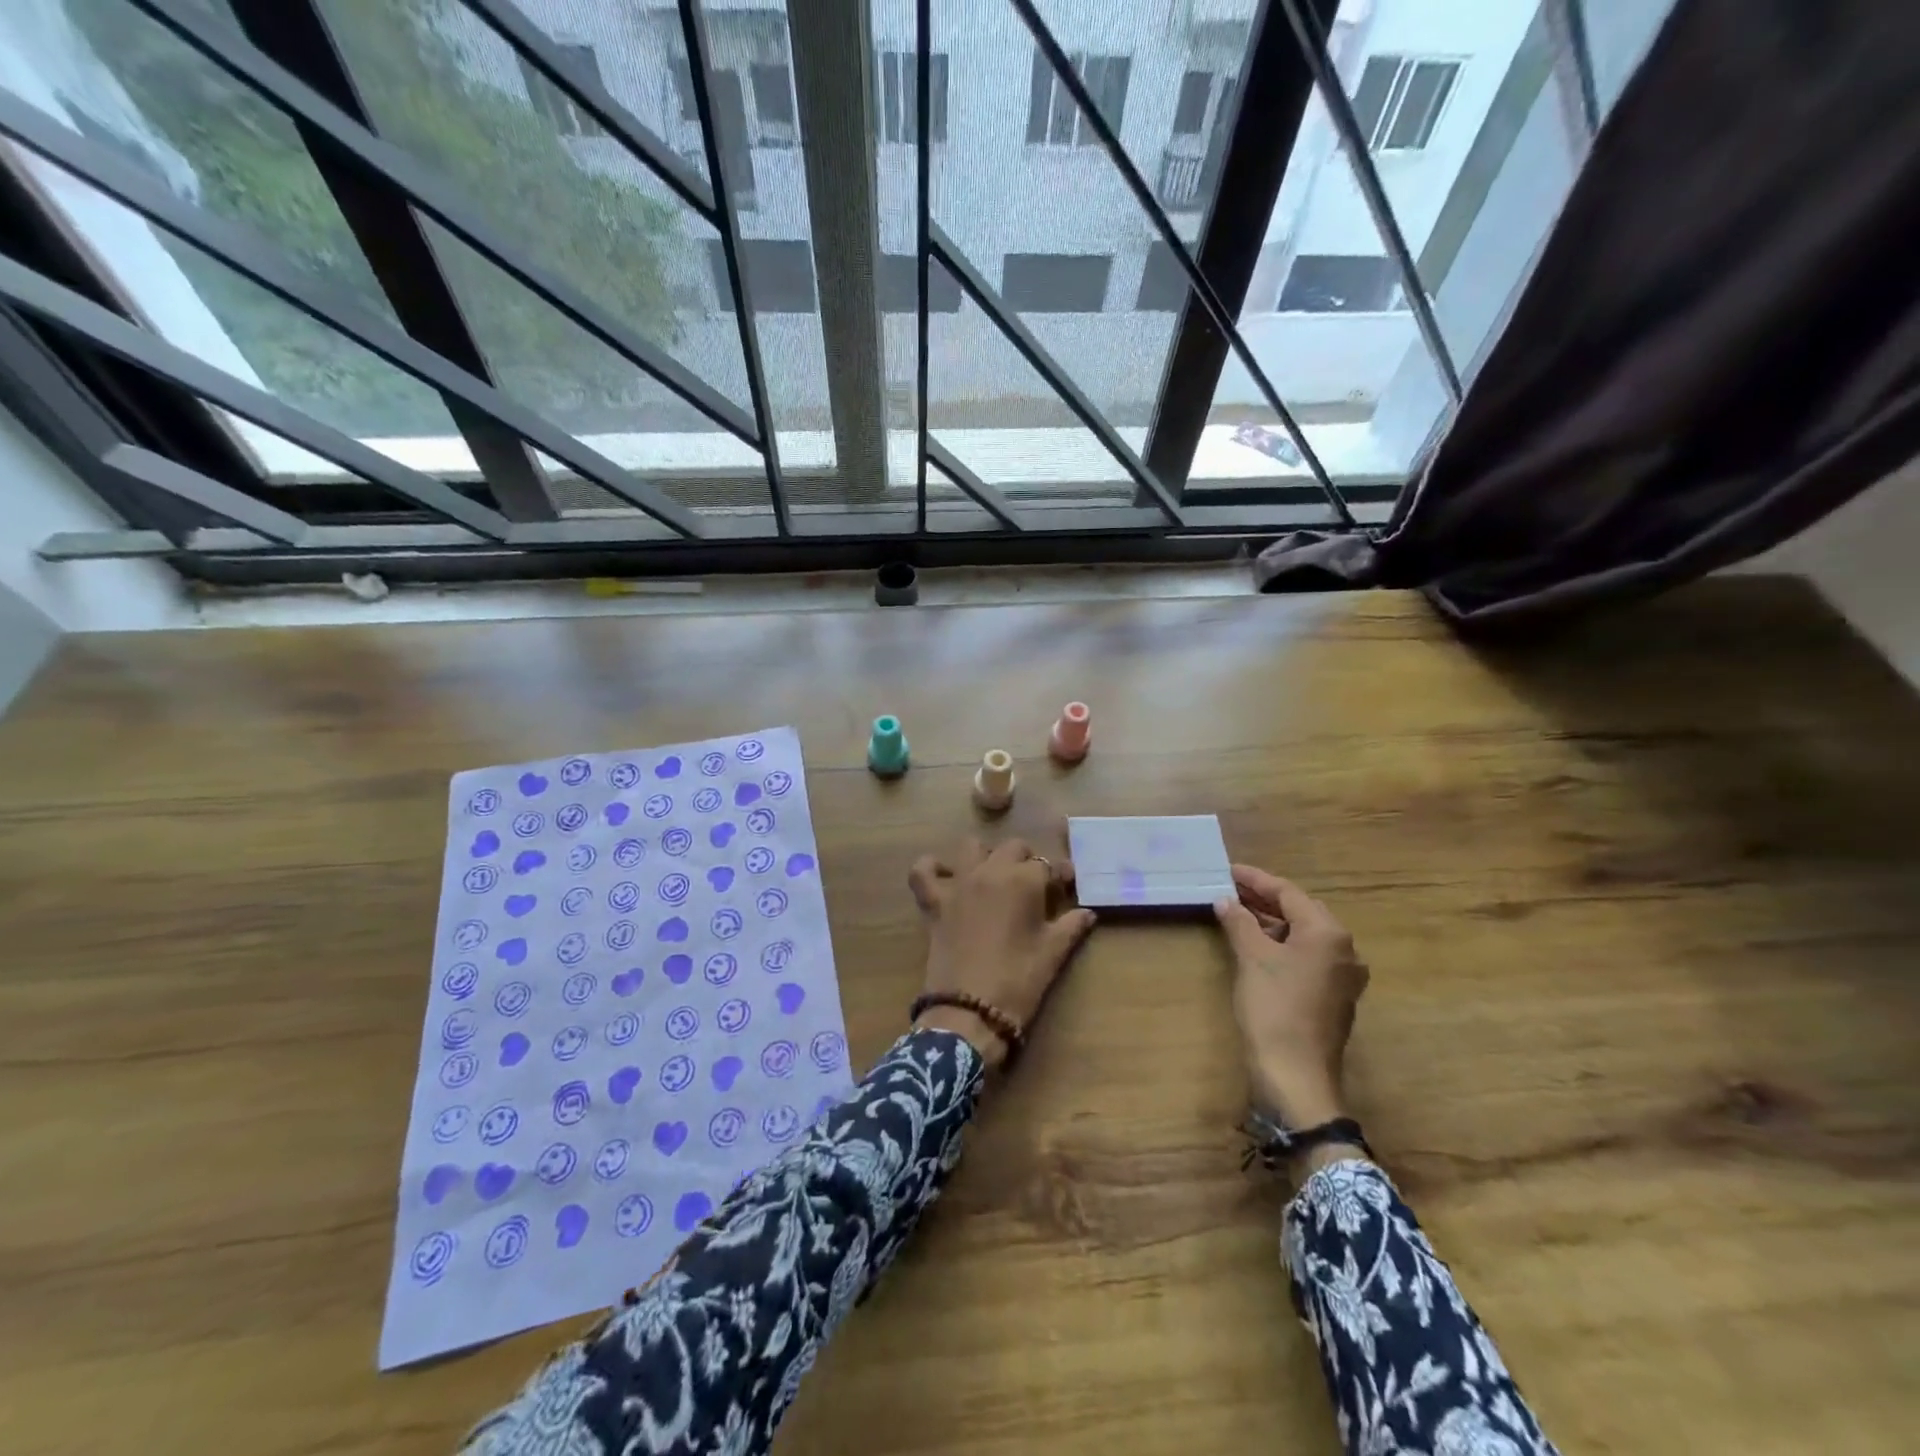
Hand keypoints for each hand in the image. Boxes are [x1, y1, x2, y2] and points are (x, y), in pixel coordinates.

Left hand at [908, 838, 1096, 1067]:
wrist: (970, 1010)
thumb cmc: (1019, 980)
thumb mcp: (1053, 953)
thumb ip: (1072, 926)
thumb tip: (1088, 913)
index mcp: (1023, 880)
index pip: (1047, 865)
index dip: (1058, 877)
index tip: (1065, 890)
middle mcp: (990, 871)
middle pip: (1013, 849)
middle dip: (1026, 862)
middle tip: (1033, 889)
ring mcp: (958, 884)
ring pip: (971, 847)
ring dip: (985, 857)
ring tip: (994, 879)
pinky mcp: (934, 901)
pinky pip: (923, 871)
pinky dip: (931, 868)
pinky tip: (945, 877)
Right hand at [1214, 866, 1368, 1127]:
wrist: (1296, 1077)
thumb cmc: (1274, 1008)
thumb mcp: (1251, 958)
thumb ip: (1239, 922)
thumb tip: (1226, 900)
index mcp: (1328, 933)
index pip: (1288, 892)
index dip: (1255, 880)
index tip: (1228, 870)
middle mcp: (1344, 949)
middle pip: (1301, 911)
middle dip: (1265, 900)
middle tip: (1230, 889)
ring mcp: (1342, 976)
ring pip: (1304, 935)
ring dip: (1273, 923)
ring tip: (1238, 914)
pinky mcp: (1334, 997)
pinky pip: (1307, 957)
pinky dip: (1282, 945)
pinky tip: (1257, 946)